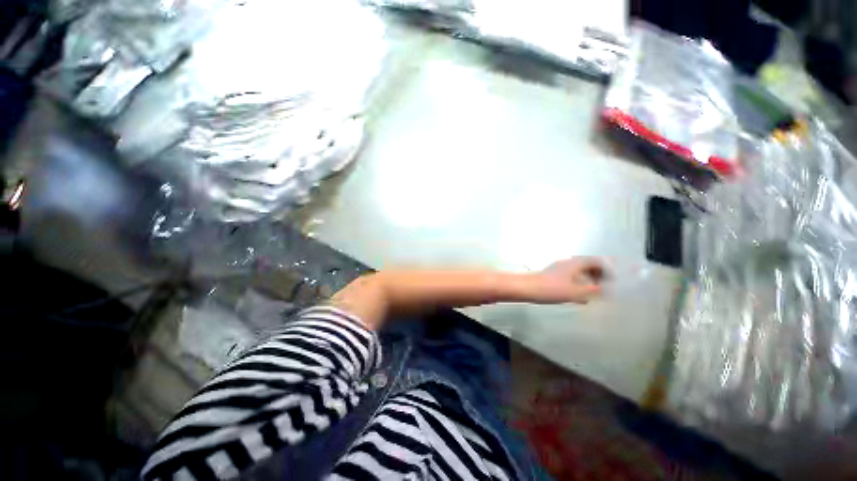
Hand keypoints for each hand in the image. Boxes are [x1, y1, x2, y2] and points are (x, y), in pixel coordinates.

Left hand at [529, 257, 605, 303]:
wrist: (526, 288)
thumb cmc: (552, 288)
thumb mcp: (576, 291)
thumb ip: (594, 291)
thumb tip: (609, 290)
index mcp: (575, 263)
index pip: (596, 261)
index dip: (608, 269)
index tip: (615, 280)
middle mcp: (568, 263)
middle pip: (588, 266)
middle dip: (599, 276)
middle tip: (606, 288)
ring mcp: (559, 269)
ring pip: (579, 273)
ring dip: (589, 281)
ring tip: (594, 294)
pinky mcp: (553, 276)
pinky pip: (571, 278)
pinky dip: (578, 285)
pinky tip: (579, 298)